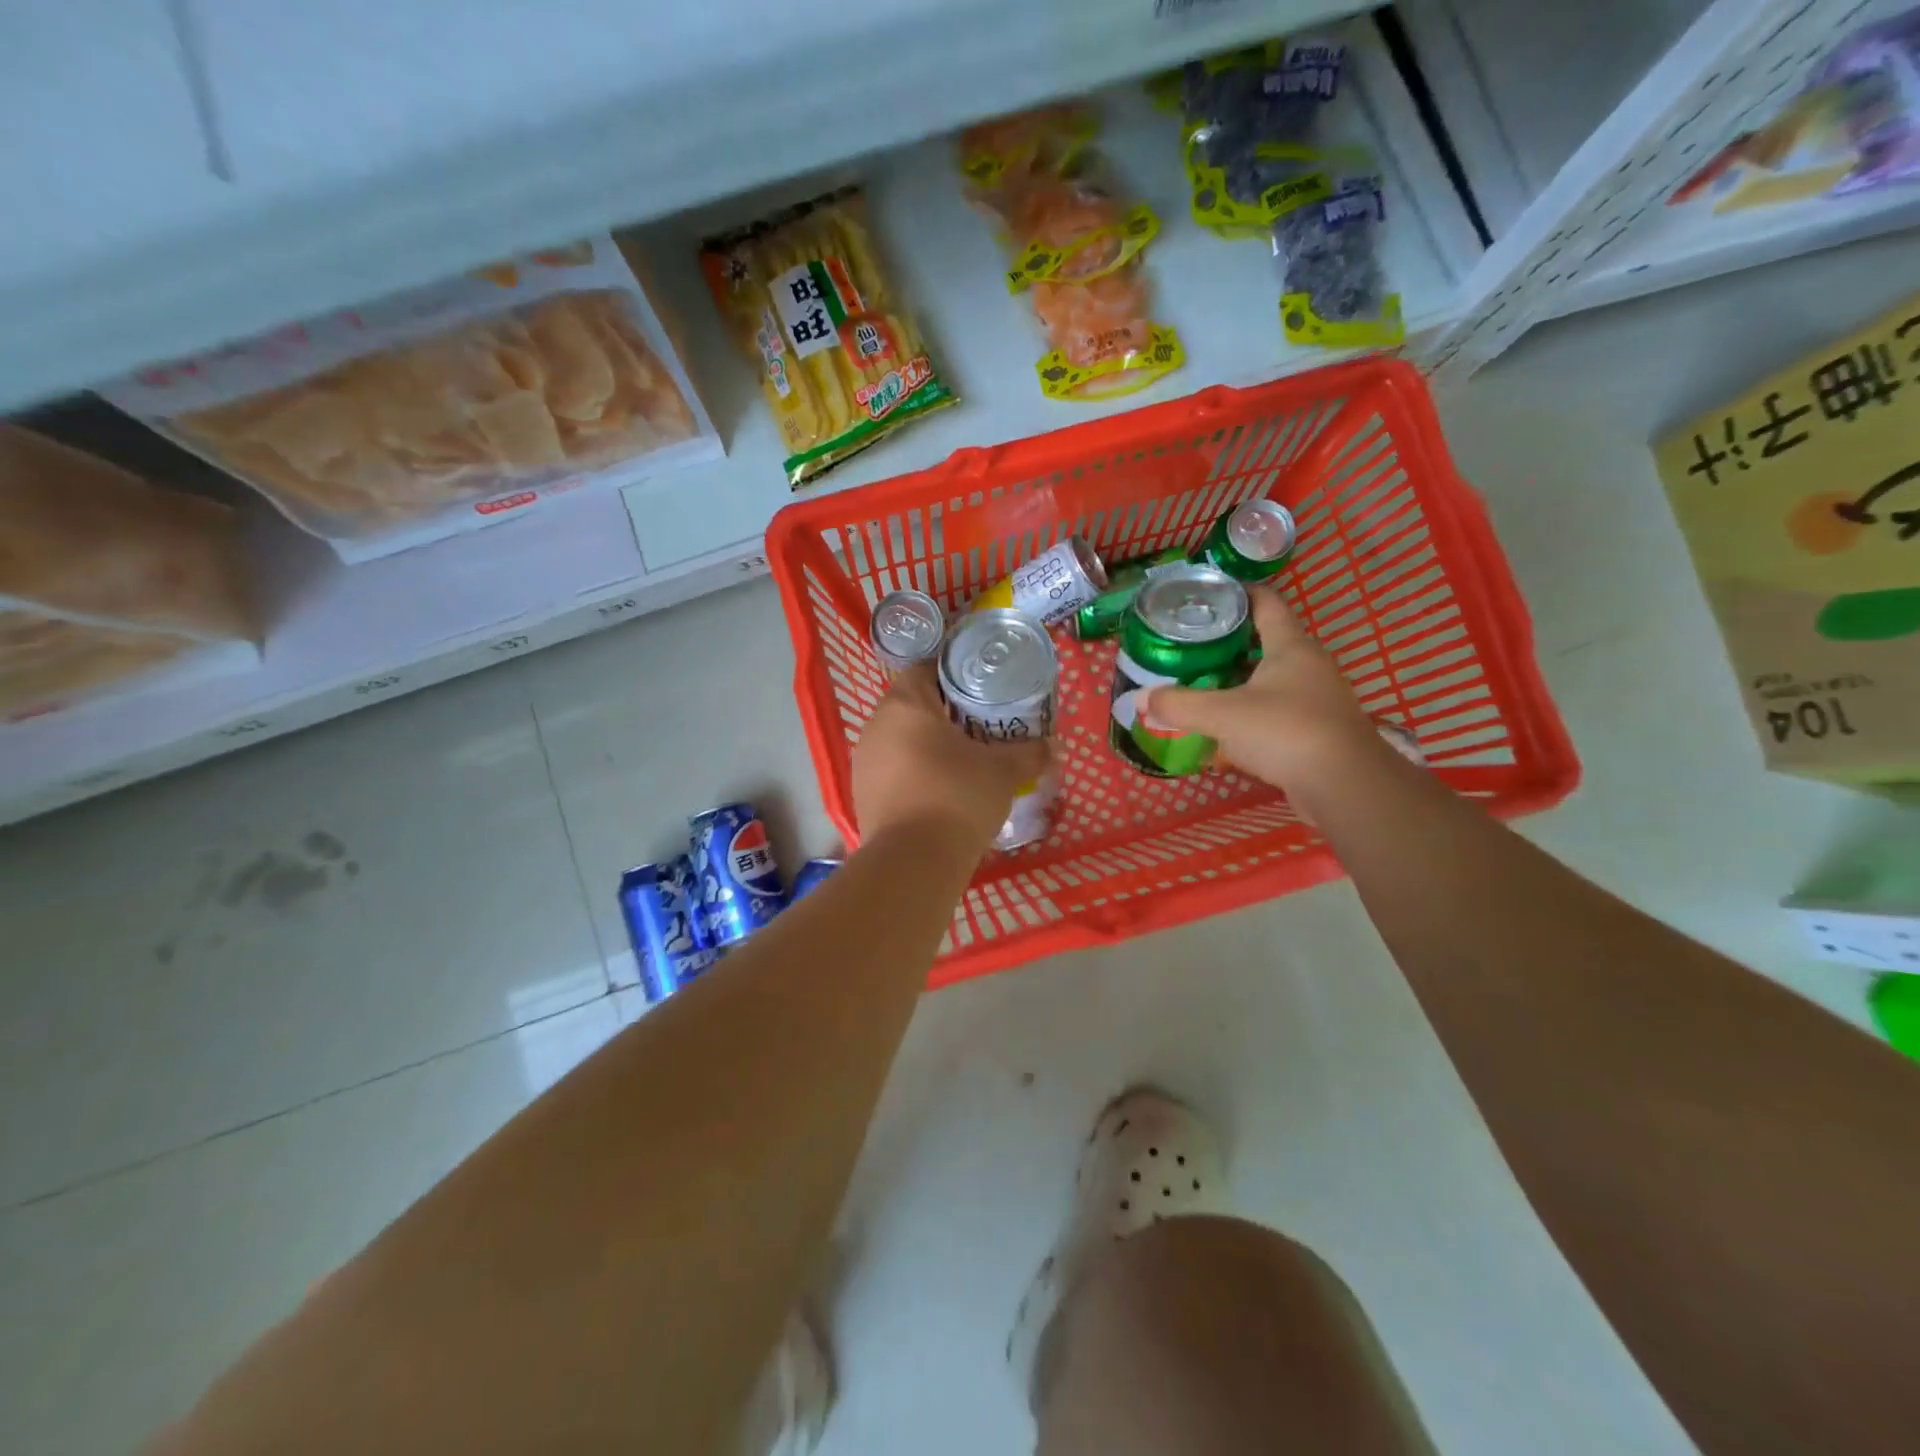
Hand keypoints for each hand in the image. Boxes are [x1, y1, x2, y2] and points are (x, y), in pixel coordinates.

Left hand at [852, 665, 1050, 851]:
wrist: (913, 862)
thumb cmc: (958, 798)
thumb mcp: (1004, 772)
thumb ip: (1029, 752)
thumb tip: (1050, 746)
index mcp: (906, 704)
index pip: (925, 668)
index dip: (954, 674)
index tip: (980, 689)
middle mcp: (876, 724)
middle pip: (911, 704)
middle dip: (943, 712)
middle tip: (978, 725)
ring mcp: (864, 760)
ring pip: (899, 738)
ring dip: (926, 744)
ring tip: (960, 760)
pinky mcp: (861, 792)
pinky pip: (891, 769)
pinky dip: (913, 772)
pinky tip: (938, 791)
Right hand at [1145, 588, 1384, 799]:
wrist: (1345, 786)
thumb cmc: (1285, 731)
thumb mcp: (1222, 715)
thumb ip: (1178, 705)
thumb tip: (1141, 699)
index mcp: (1291, 646)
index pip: (1266, 602)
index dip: (1237, 593)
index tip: (1205, 595)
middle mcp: (1308, 664)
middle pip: (1266, 641)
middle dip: (1228, 641)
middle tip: (1189, 645)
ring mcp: (1315, 698)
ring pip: (1270, 678)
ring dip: (1238, 680)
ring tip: (1199, 684)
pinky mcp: (1315, 730)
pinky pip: (1275, 710)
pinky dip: (1250, 712)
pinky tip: (1224, 727)